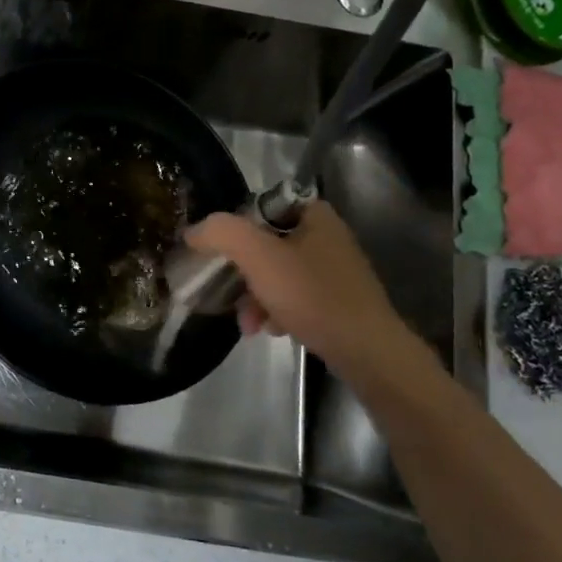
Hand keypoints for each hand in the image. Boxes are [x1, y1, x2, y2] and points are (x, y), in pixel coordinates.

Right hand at [185, 202, 417, 378]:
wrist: (367, 351)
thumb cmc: (312, 296)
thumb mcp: (258, 258)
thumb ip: (222, 234)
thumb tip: (194, 231)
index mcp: (313, 214)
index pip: (258, 209)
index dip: (233, 231)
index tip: (218, 256)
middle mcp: (326, 235)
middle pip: (264, 245)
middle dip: (242, 274)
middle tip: (227, 296)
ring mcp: (333, 269)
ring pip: (276, 274)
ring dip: (255, 298)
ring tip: (250, 324)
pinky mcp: (337, 299)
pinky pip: (294, 296)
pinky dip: (276, 310)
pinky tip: (272, 330)